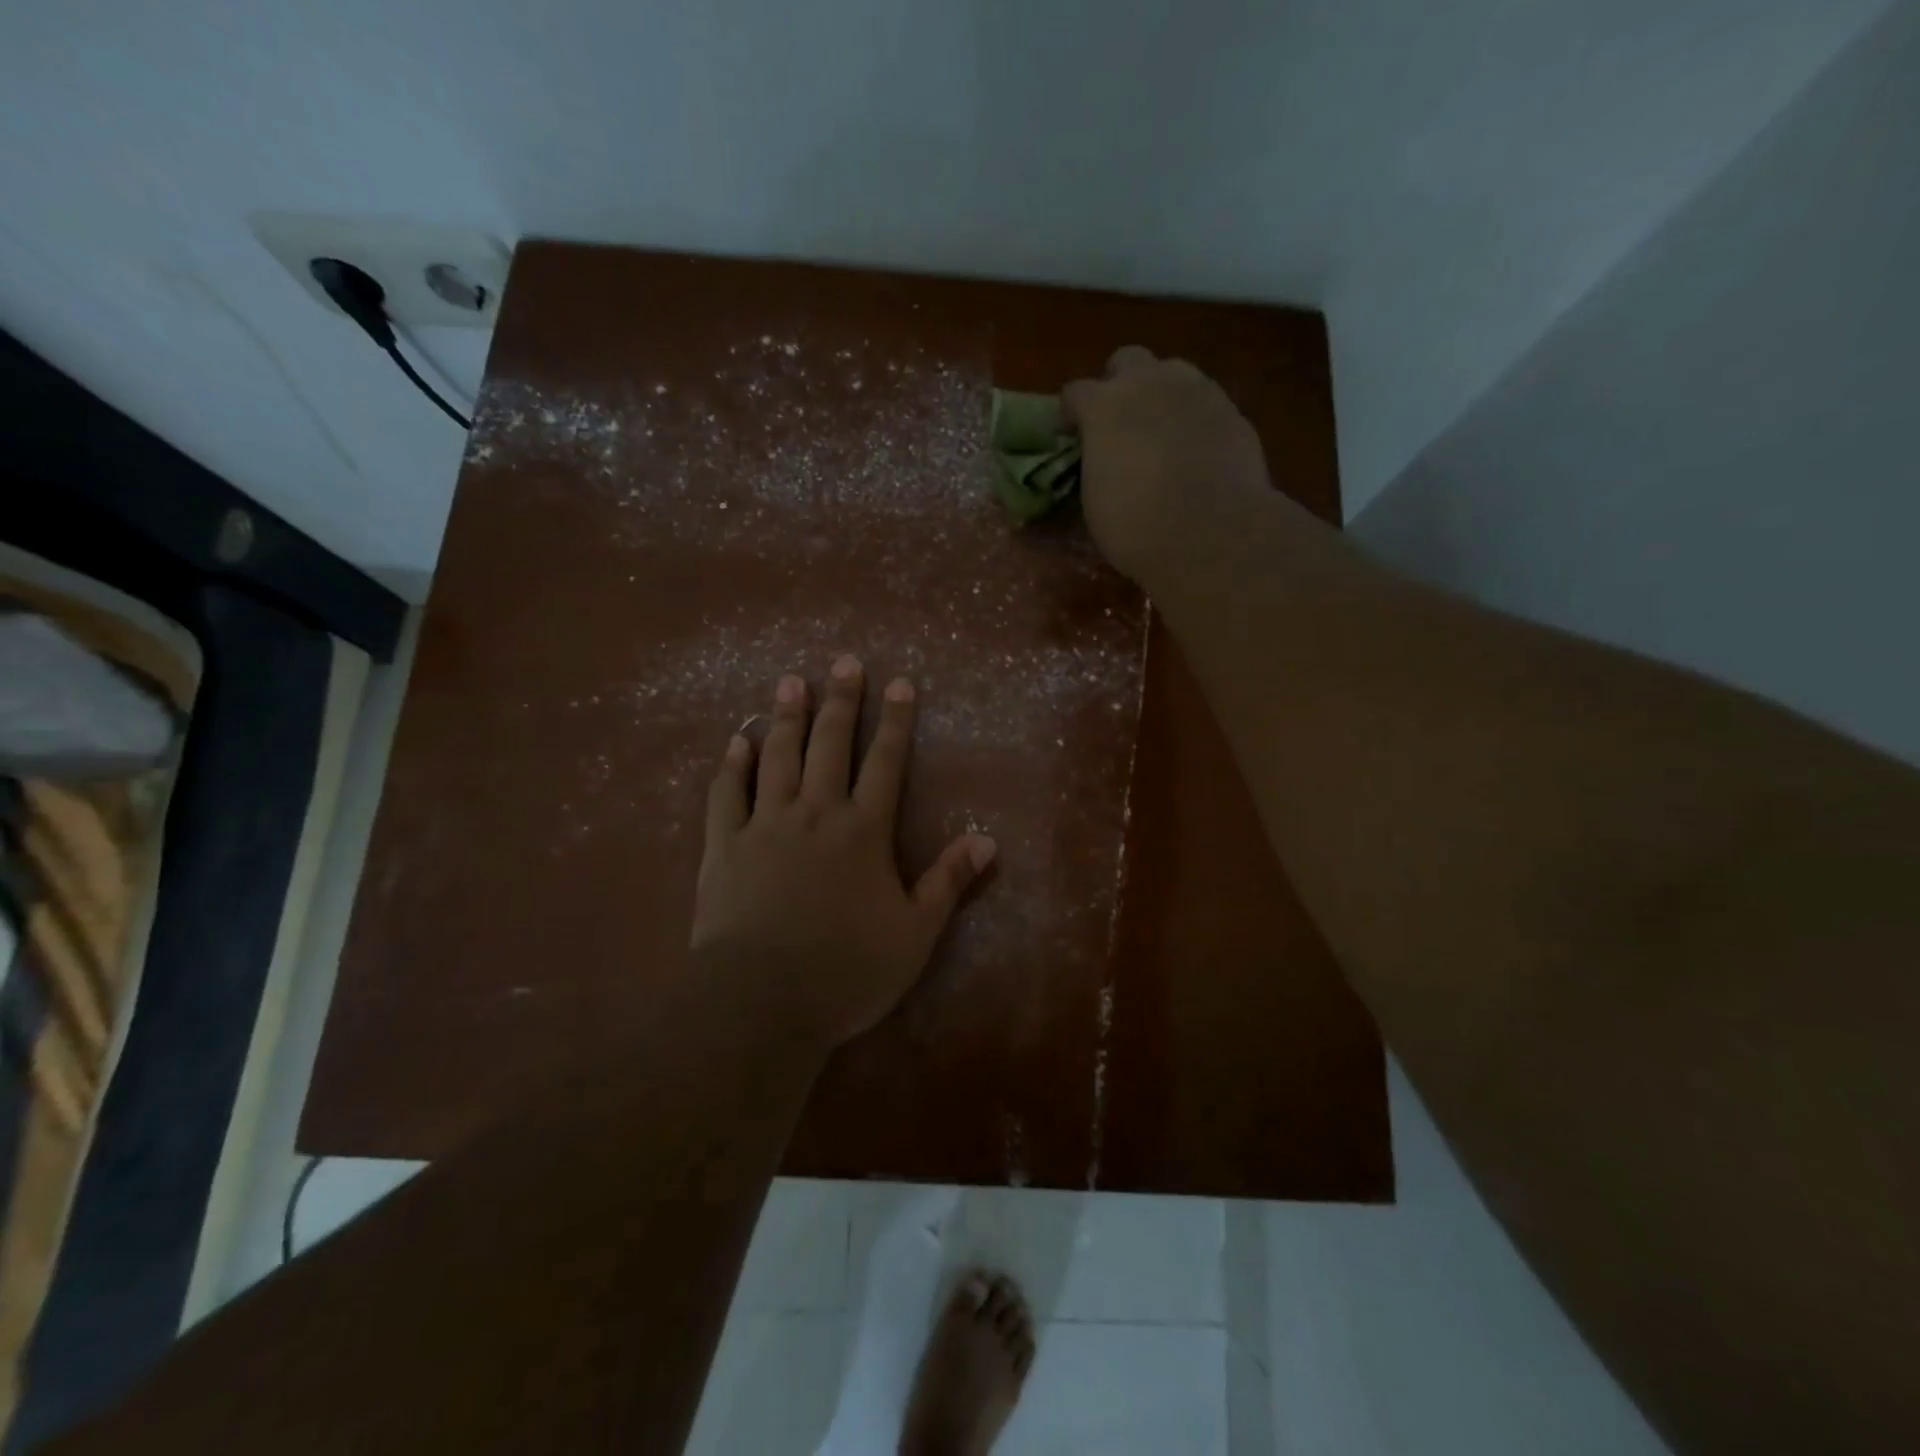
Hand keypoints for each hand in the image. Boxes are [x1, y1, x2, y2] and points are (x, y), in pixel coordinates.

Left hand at [690, 657, 995, 1049]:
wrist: (761, 1001)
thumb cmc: (847, 970)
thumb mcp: (915, 933)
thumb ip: (948, 882)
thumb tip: (987, 840)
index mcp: (863, 831)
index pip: (885, 763)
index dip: (895, 721)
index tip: (899, 682)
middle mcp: (816, 813)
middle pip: (831, 745)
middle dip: (842, 701)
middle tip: (844, 662)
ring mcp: (766, 825)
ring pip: (778, 757)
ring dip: (786, 717)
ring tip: (791, 681)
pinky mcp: (725, 845)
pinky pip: (727, 794)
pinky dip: (733, 765)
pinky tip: (736, 741)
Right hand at [1062, 346, 1274, 580]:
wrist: (1212, 533)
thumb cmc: (1137, 526)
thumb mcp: (1096, 501)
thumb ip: (1097, 464)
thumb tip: (1104, 462)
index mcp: (1104, 406)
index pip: (1076, 392)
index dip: (1071, 414)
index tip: (1072, 436)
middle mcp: (1149, 383)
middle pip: (1127, 361)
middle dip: (1119, 385)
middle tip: (1120, 422)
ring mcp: (1196, 390)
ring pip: (1172, 374)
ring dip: (1161, 396)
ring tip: (1161, 434)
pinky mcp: (1231, 409)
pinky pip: (1204, 403)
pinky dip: (1194, 420)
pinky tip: (1195, 452)